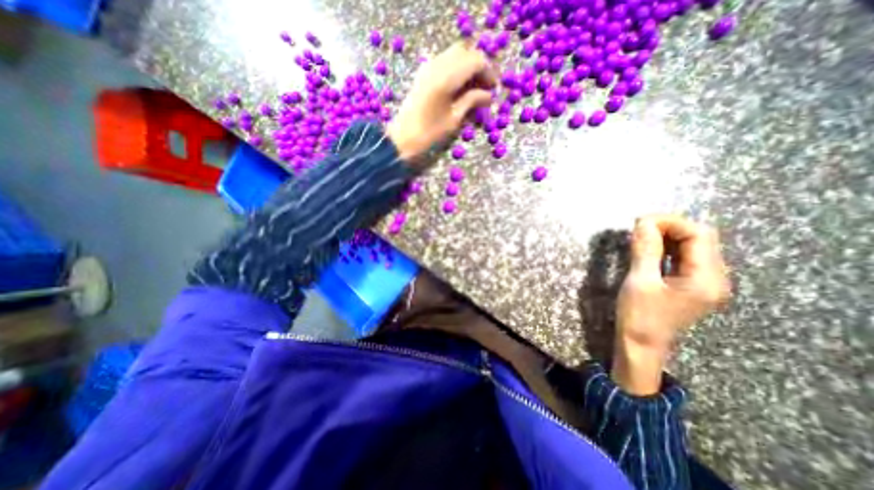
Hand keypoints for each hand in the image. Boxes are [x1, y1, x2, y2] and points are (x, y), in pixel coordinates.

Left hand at [390, 43, 498, 163]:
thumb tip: (489, 95)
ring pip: (454, 55)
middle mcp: (437, 65)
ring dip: (467, 68)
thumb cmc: (429, 134)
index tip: (494, 90)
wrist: (401, 139)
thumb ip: (472, 102)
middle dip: (478, 67)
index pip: (476, 60)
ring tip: (473, 90)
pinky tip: (459, 89)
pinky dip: (455, 70)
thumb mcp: (454, 120)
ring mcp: (427, 68)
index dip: (489, 72)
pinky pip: (443, 62)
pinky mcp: (422, 74)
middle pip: (465, 52)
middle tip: (485, 88)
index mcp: (446, 77)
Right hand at [609, 212, 732, 394]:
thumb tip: (643, 222)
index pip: (698, 235)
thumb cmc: (639, 316)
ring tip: (640, 235)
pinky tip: (649, 248)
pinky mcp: (692, 284)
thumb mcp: (639, 281)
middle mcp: (714, 278)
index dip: (670, 222)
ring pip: (692, 246)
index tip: (639, 221)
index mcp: (706, 279)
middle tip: (637, 227)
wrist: (641, 344)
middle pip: (699, 238)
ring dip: (666, 236)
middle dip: (669, 227)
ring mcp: (705, 282)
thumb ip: (645, 250)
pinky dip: (666, 248)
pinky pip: (684, 257)